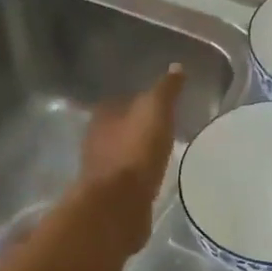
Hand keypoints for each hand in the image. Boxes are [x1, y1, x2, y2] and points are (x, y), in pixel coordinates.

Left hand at [79, 64, 185, 248]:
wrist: (118, 203)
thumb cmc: (135, 151)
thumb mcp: (156, 111)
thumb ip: (165, 90)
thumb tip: (176, 66)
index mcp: (103, 116)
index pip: (121, 102)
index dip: (139, 103)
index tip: (159, 107)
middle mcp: (95, 140)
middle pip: (118, 129)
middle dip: (136, 130)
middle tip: (162, 131)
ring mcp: (100, 170)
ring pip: (121, 155)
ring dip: (137, 155)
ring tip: (161, 156)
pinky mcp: (110, 195)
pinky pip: (126, 180)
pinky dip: (138, 177)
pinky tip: (152, 180)